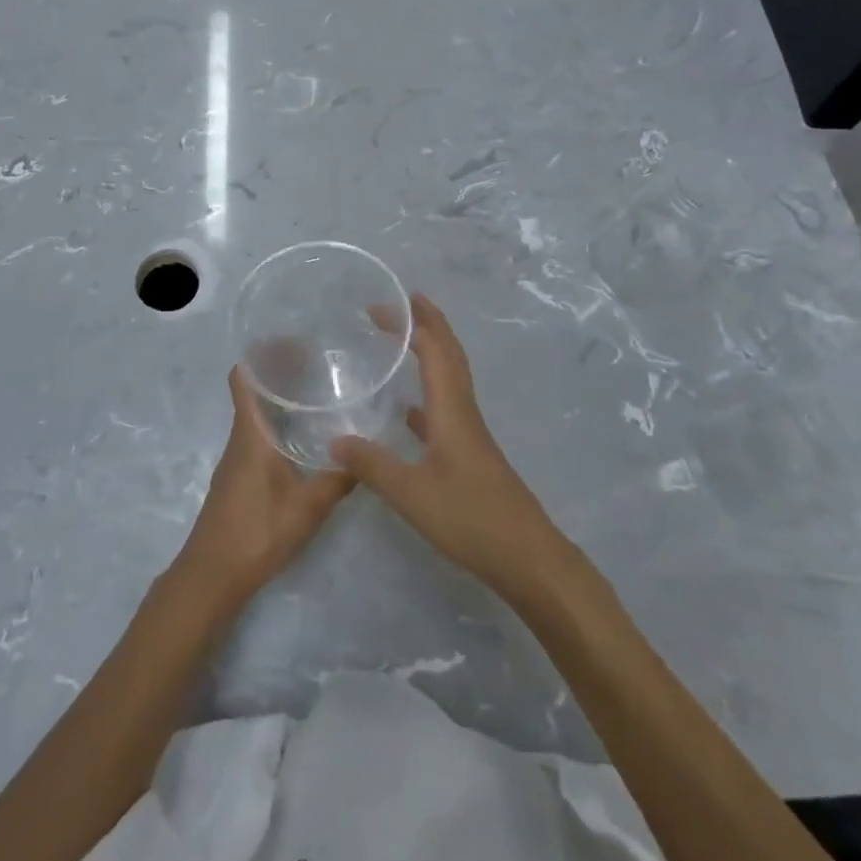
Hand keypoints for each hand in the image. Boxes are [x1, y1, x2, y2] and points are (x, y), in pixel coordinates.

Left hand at [172, 366, 354, 610]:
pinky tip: (303, 440)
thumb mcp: (307, 508)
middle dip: (280, 373)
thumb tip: (365, 454)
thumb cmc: (256, 532)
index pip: (243, 378)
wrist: (212, 575)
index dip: (262, 355)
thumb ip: (337, 480)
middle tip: (318, 365)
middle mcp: (240, 438)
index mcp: (250, 433)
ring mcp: (236, 459)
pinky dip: (277, 425)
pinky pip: (257, 436)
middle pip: (253, 391)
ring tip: (317, 396)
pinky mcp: (238, 478)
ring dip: (279, 400)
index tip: (293, 343)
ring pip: (256, 415)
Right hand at [331, 293, 559, 595]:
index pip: (434, 349)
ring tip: (406, 341)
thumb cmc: (470, 518)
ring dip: (431, 352)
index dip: (412, 323)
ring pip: (450, 378)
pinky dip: (429, 394)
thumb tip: (333, 440)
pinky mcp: (471, 455)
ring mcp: (470, 434)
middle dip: (429, 324)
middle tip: (403, 303)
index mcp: (452, 409)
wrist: (527, 558)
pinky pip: (447, 408)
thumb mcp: (411, 493)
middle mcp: (463, 411)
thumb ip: (371, 465)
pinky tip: (410, 412)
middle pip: (450, 354)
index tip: (384, 305)